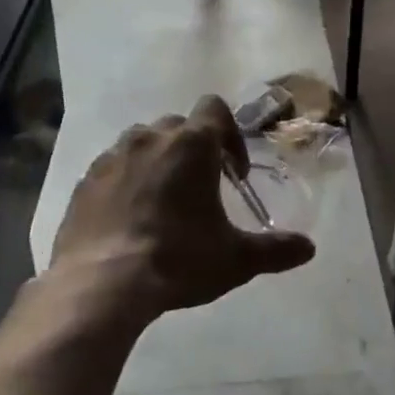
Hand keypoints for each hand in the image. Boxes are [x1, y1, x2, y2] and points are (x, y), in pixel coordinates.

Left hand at [51, 95, 315, 322]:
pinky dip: (125, 182)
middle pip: (179, 126)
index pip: (215, 108)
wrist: (100, 285)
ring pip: (142, 143)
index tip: (233, 173)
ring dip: (157, 161)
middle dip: (193, 149)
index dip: (230, 134)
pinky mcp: (85, 181)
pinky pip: (113, 168)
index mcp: (191, 144)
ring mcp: (113, 157)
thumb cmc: (177, 260)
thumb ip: (275, 250)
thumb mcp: (235, 259)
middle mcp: (151, 138)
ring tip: (162, 202)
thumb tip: (309, 249)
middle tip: (201, 189)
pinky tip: (129, 219)